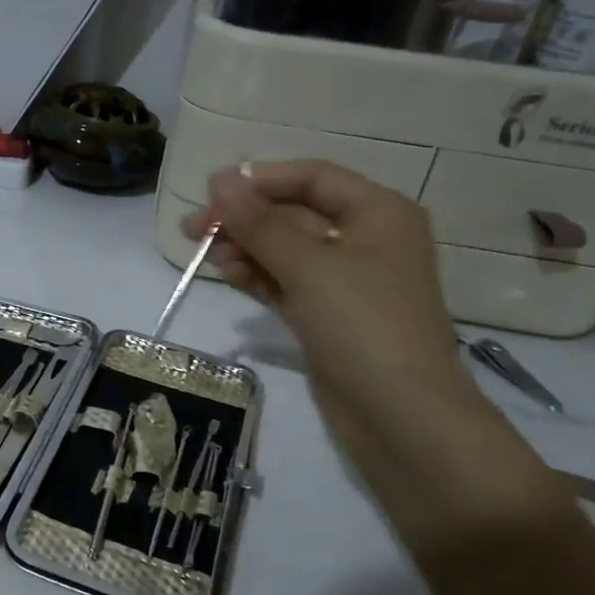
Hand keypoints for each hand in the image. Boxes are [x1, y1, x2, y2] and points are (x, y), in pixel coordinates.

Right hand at [184, 161, 470, 420]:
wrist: (400, 416)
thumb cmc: (362, 325)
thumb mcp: (308, 266)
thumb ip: (259, 223)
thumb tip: (220, 179)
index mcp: (378, 213)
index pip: (313, 178)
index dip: (262, 179)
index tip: (212, 190)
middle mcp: (366, 240)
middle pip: (296, 214)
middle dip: (246, 218)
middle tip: (193, 228)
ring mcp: (347, 281)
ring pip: (287, 251)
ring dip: (247, 248)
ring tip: (206, 255)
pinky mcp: (329, 316)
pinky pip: (287, 283)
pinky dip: (258, 276)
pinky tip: (227, 273)